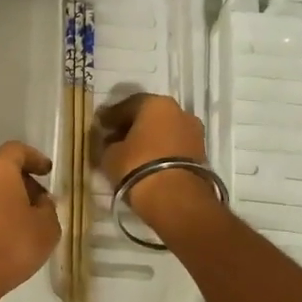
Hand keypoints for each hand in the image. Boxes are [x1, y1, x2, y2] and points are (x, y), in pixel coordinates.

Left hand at [0, 142, 60, 301]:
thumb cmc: (9, 245)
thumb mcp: (46, 228)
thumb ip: (48, 209)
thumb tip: (40, 202)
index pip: (17, 150)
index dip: (35, 158)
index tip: (48, 171)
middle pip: (1, 169)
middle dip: (22, 181)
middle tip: (40, 201)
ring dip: (7, 199)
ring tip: (26, 222)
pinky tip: (7, 236)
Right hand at [93, 94, 219, 227]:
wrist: (177, 199)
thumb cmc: (138, 166)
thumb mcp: (110, 155)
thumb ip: (106, 144)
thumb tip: (108, 142)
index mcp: (155, 103)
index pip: (127, 105)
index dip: (110, 117)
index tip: (100, 126)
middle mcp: (179, 111)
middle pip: (149, 116)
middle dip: (131, 127)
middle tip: (114, 140)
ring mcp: (193, 133)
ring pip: (163, 132)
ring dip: (148, 140)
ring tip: (130, 155)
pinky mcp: (201, 154)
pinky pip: (174, 147)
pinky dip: (160, 152)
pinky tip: (147, 164)